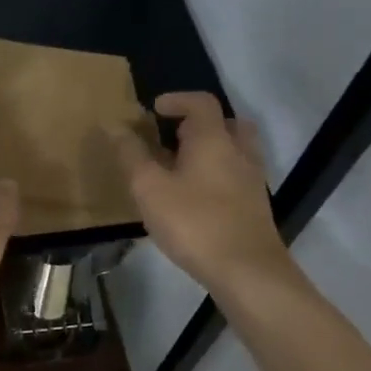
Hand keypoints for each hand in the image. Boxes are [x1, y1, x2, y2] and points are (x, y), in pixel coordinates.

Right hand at [112, 92, 293, 293]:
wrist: (248, 271)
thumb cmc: (195, 223)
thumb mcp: (150, 188)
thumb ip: (131, 155)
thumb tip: (114, 126)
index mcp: (214, 139)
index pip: (201, 102)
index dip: (177, 99)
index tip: (155, 109)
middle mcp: (239, 151)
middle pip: (225, 123)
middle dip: (198, 124)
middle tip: (172, 137)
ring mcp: (252, 179)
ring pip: (234, 150)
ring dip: (210, 150)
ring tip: (182, 168)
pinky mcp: (256, 206)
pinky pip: (237, 175)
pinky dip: (218, 174)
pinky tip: (198, 197)